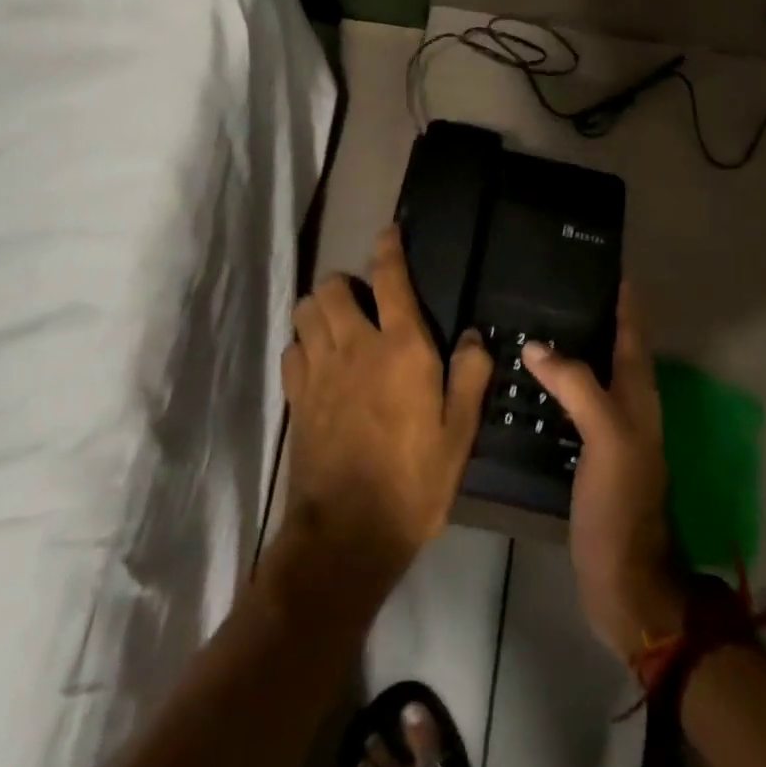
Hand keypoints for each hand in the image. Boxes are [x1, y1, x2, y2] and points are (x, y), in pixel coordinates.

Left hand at [279, 227, 493, 589]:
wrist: (348, 533)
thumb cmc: (415, 481)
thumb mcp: (460, 433)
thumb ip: (470, 376)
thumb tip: (474, 335)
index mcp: (401, 347)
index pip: (390, 277)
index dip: (389, 248)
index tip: (389, 232)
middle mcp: (355, 345)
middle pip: (332, 286)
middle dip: (345, 283)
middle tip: (364, 302)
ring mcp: (319, 369)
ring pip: (305, 311)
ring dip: (320, 309)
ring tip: (338, 326)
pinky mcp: (295, 397)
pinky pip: (291, 349)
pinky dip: (303, 345)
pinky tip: (318, 363)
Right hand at [523, 286, 685, 665]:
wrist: (622, 580)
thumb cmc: (620, 503)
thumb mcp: (607, 437)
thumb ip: (577, 385)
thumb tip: (537, 346)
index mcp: (639, 396)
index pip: (633, 334)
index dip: (625, 299)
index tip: (607, 264)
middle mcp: (627, 407)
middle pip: (612, 349)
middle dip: (592, 315)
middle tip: (553, 287)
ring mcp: (607, 433)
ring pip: (589, 376)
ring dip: (569, 349)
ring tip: (532, 323)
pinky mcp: (586, 455)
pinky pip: (569, 406)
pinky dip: (552, 386)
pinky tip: (524, 381)